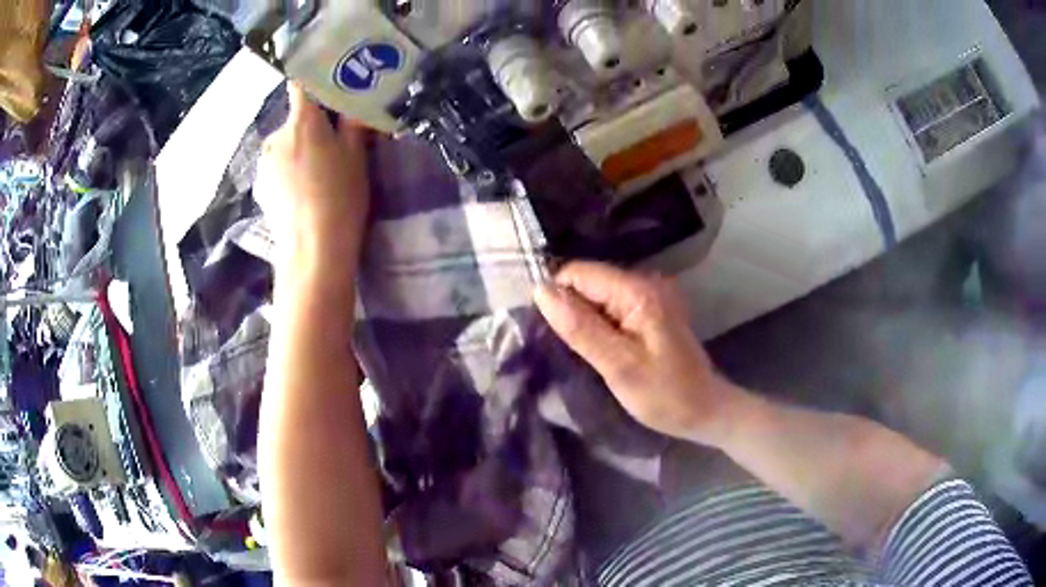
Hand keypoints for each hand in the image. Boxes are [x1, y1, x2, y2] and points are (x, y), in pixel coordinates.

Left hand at [256, 83, 370, 274]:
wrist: (313, 250)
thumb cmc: (340, 197)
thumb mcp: (357, 155)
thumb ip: (354, 121)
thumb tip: (356, 98)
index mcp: (302, 121)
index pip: (301, 84)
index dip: (314, 81)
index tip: (329, 87)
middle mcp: (276, 135)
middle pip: (295, 119)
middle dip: (312, 125)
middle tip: (334, 145)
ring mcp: (264, 163)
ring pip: (285, 144)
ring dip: (298, 149)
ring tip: (317, 176)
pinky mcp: (260, 186)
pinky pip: (277, 167)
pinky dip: (288, 171)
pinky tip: (302, 193)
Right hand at [534, 262, 747, 443]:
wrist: (704, 411)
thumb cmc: (664, 394)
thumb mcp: (618, 366)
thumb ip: (580, 328)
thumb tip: (540, 291)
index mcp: (638, 290)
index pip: (579, 272)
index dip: (559, 298)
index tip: (554, 335)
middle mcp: (645, 282)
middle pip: (589, 282)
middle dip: (572, 311)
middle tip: (574, 351)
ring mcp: (650, 295)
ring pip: (597, 296)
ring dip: (585, 321)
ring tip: (587, 354)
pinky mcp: (651, 310)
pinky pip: (612, 307)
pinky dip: (601, 326)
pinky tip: (603, 351)